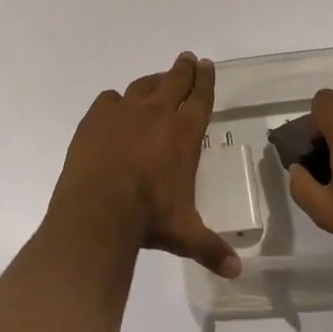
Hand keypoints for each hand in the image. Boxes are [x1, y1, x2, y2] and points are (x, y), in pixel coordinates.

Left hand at [49, 53, 240, 277]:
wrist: (97, 212)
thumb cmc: (148, 219)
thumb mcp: (185, 235)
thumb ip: (211, 248)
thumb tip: (237, 272)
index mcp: (184, 133)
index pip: (200, 97)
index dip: (205, 80)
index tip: (207, 65)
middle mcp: (157, 114)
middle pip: (175, 80)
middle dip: (184, 69)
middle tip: (188, 59)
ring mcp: (123, 112)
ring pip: (143, 85)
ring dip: (154, 80)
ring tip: (158, 80)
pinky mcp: (95, 118)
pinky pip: (109, 99)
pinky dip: (116, 101)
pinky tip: (115, 106)